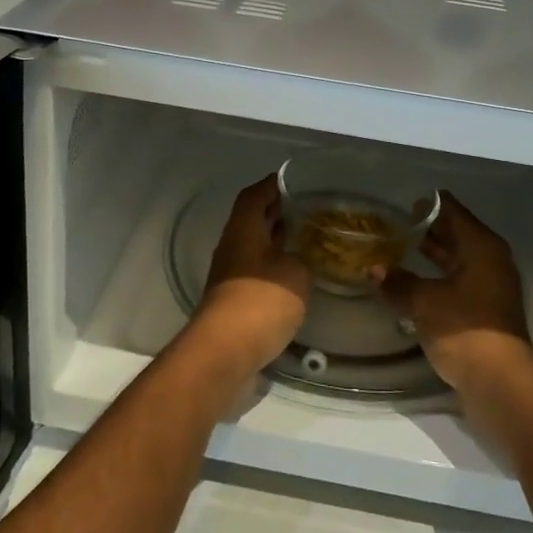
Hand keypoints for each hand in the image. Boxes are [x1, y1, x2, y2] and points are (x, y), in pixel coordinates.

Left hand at [191, 175, 310, 373]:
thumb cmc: (261, 301)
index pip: (255, 195)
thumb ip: (299, 258)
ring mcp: (231, 275)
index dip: (272, 185)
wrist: (225, 352)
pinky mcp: (235, 301)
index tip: (293, 180)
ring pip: (255, 247)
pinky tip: (296, 274)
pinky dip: (275, 266)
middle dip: (277, 212)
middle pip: (253, 220)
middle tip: (307, 207)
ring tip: (307, 237)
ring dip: (277, 240)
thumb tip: (295, 258)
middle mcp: (233, 246)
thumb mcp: (295, 272)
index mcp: (243, 229)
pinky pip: (257, 272)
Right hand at [379, 193, 532, 397]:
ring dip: (431, 256)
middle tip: (394, 227)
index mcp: (481, 246)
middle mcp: (491, 260)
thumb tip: (373, 269)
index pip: (452, 210)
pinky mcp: (486, 311)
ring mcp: (491, 286)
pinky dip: (438, 278)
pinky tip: (413, 285)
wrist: (500, 384)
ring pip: (457, 260)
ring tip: (397, 253)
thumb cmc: (464, 329)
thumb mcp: (423, 302)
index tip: (400, 207)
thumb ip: (398, 282)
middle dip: (427, 231)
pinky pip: (458, 282)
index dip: (426, 206)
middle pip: (456, 234)